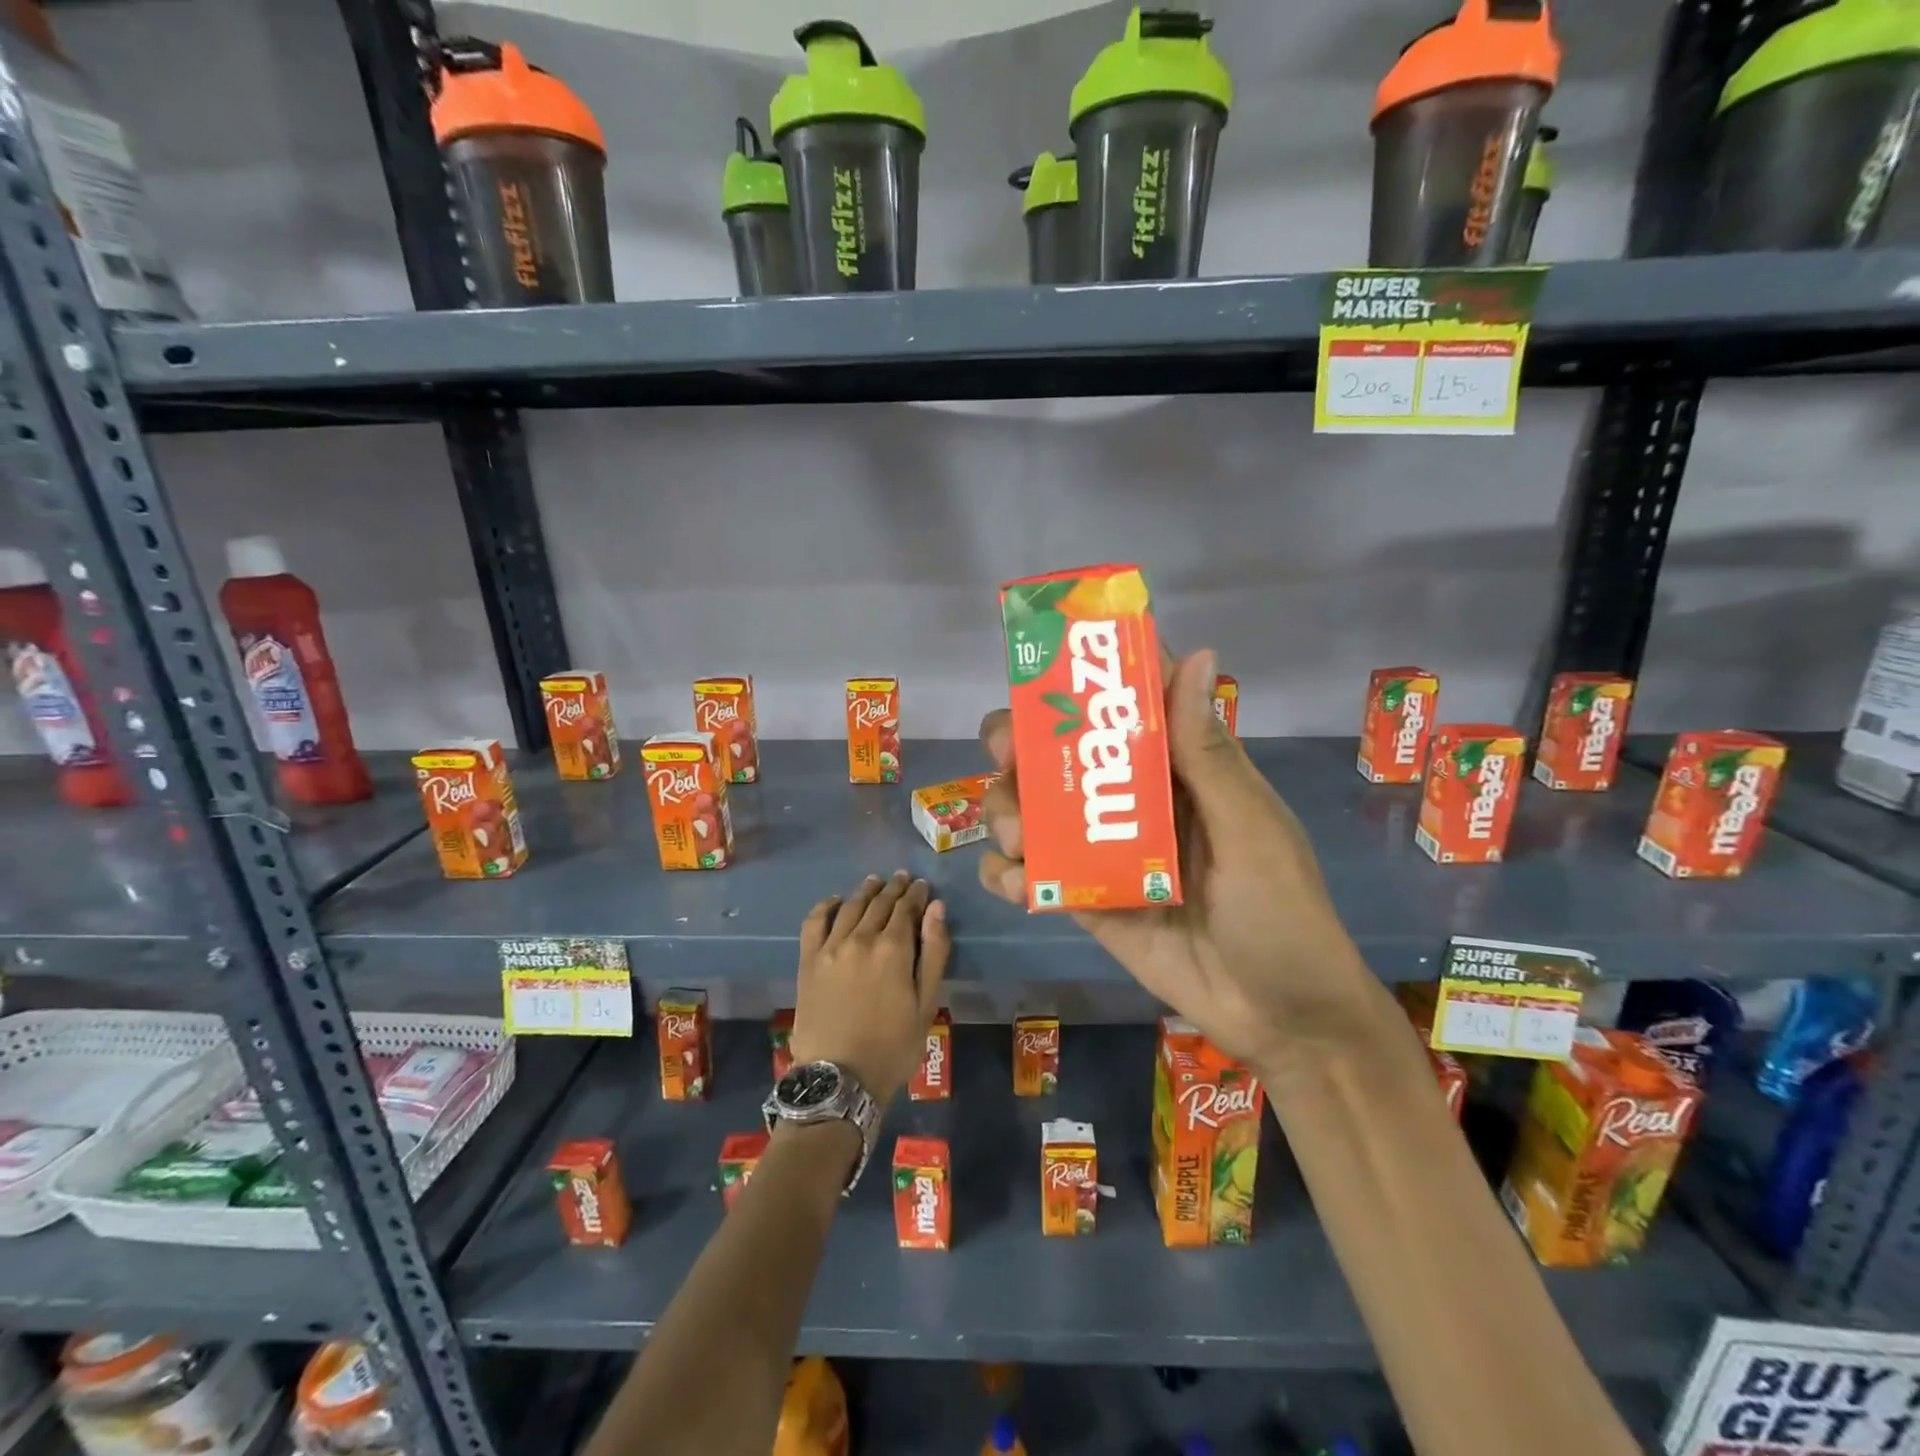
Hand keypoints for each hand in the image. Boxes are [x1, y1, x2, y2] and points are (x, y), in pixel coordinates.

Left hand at [788, 871, 950, 1106]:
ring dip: (865, 891)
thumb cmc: (893, 1046)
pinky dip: (825, 905)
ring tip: (875, 882)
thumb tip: (936, 908)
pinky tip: (835, 900)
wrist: (840, 1077)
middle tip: (903, 879)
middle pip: (879, 903)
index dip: (916, 894)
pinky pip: (814, 921)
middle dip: (894, 888)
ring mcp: (830, 947)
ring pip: (850, 906)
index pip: (907, 908)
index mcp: (894, 948)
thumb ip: (935, 952)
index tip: (922, 885)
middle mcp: (861, 938)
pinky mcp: (808, 960)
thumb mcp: (926, 1003)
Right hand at [978, 650, 1388, 1072]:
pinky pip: (1032, 875)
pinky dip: (1008, 873)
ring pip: (1033, 809)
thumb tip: (1194, 653)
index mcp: (1177, 769)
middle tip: (1007, 756)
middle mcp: (1132, 800)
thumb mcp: (1250, 829)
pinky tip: (1017, 883)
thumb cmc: (1280, 913)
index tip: (1040, 675)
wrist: (1280, 1020)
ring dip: (1008, 811)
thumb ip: (1208, 753)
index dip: (1080, 682)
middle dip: (1021, 746)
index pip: (1123, 706)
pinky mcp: (1084, 899)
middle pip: (1059, 753)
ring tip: (1018, 840)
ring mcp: (1102, 851)